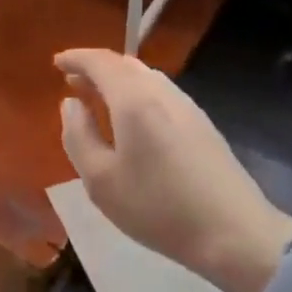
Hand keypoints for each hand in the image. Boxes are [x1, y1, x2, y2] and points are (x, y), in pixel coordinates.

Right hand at [56, 48, 291, 291]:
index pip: (100, 62)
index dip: (76, 57)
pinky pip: (160, 92)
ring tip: (98, 99)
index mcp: (134, 99)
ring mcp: (187, 106)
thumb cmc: (158, 208)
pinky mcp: (202, 123)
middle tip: (73, 81)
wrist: (235, 233)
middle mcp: (161, 92)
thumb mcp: (100, 180)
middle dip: (96, 68)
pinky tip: (132, 120)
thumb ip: (78, 135)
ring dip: (118, 81)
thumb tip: (71, 103)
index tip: (56, 63)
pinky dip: (137, 93)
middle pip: (124, 64)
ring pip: (145, 77)